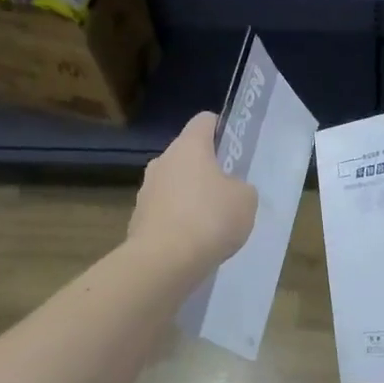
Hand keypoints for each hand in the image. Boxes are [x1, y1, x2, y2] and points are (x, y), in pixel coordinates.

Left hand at [129, 113, 257, 275]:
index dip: (222, 129)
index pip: (205, 120)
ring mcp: (146, 190)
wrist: (164, 261)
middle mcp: (162, 161)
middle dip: (207, 170)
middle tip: (228, 192)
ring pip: (174, 184)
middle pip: (187, 155)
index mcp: (189, 146)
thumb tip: (230, 190)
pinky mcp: (138, 219)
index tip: (235, 149)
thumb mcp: (245, 200)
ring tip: (211, 224)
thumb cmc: (210, 218)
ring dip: (190, 197)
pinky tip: (193, 243)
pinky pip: (165, 212)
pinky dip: (178, 222)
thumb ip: (241, 187)